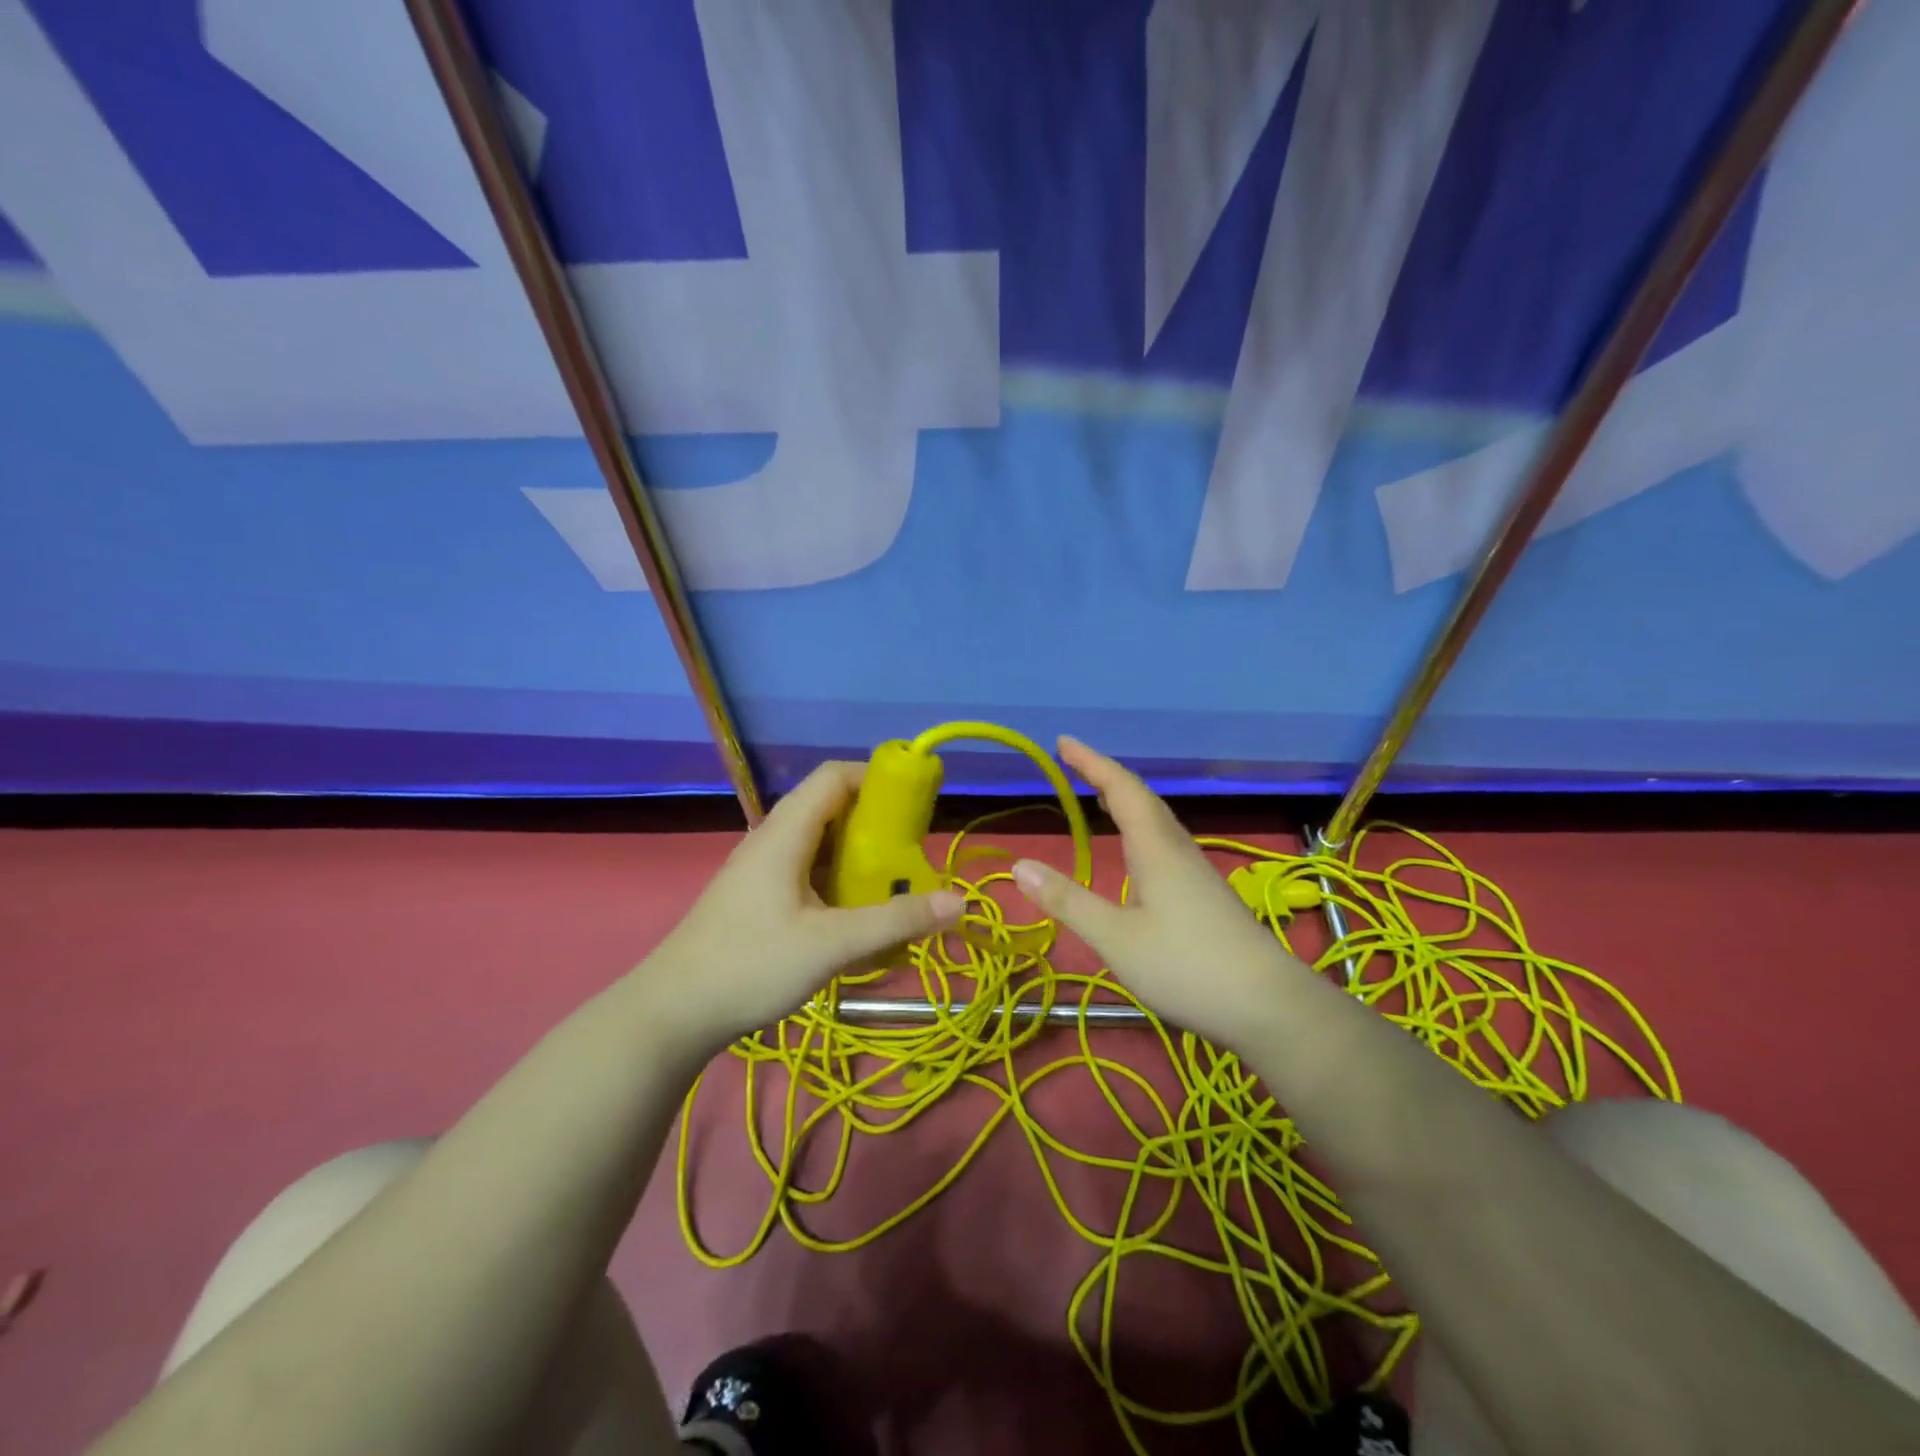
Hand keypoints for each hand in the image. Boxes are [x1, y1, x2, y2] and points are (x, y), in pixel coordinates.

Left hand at [637, 761, 964, 1057]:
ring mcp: (763, 871)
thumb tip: (959, 902)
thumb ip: (895, 921)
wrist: (671, 1014)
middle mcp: (773, 841)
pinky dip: (840, 884)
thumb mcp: (830, 945)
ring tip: (895, 887)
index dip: (876, 778)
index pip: (834, 777)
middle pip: (832, 809)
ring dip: (860, 858)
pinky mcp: (760, 899)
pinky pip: (810, 874)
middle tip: (913, 855)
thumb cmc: (750, 966)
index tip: (916, 802)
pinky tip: (857, 919)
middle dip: (877, 825)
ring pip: (821, 845)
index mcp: (785, 833)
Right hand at [1010, 737, 1309, 1050]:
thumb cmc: (1187, 966)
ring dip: (1126, 801)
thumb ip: (1068, 901)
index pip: (1121, 789)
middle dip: (1106, 777)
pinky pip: (1164, 843)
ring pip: (1157, 822)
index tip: (1063, 742)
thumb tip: (1019, 865)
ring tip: (1100, 797)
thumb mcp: (1116, 938)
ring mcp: (1195, 873)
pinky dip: (1139, 829)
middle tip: (1075, 764)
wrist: (1269, 1006)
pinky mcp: (1204, 895)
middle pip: (1142, 799)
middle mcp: (1177, 850)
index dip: (1091, 762)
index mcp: (1156, 848)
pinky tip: (1136, 853)